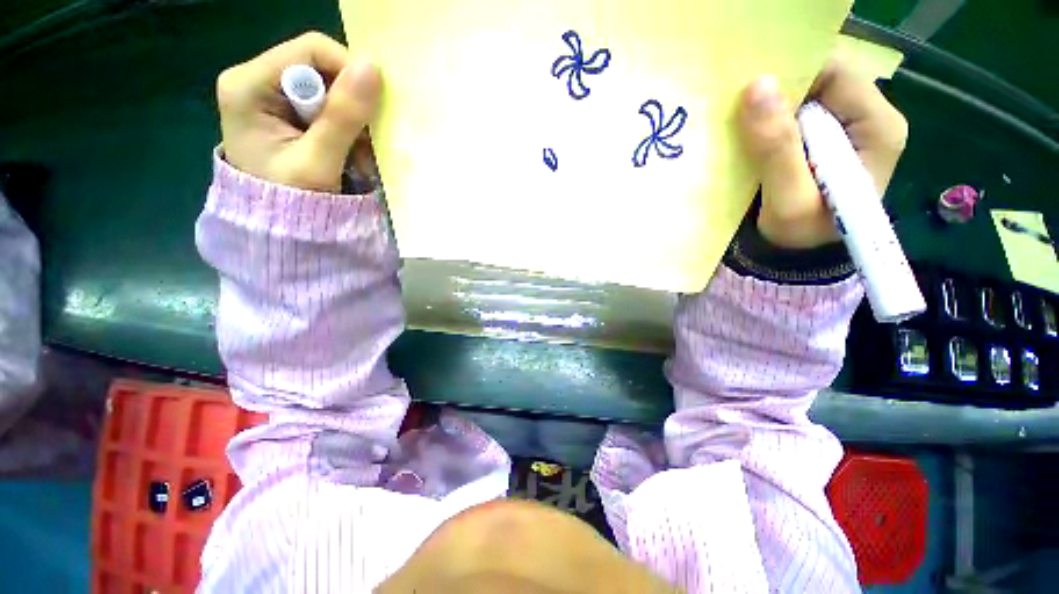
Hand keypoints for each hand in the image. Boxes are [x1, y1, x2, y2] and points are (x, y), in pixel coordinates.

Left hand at [215, 32, 381, 192]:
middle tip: (366, 144)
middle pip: (322, 70)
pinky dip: (349, 132)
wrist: (278, 230)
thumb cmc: (290, 202)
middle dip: (353, 106)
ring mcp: (272, 97)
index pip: (311, 51)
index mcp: (249, 85)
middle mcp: (257, 81)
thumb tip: (372, 68)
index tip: (373, 111)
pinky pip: (329, 109)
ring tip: (359, 157)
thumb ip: (342, 117)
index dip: (350, 73)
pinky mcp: (287, 114)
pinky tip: (351, 155)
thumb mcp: (317, 162)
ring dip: (354, 124)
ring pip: (331, 92)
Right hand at [736, 59, 907, 249]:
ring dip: (772, 106)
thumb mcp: (789, 198)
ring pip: (807, 97)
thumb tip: (757, 87)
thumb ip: (777, 147)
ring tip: (740, 120)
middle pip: (823, 81)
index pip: (838, 74)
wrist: (796, 256)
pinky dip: (771, 120)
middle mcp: (870, 119)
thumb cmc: (800, 234)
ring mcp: (847, 129)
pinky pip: (797, 116)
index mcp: (879, 128)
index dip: (795, 75)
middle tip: (740, 105)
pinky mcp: (825, 140)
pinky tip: (750, 133)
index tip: (752, 89)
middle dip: (781, 89)